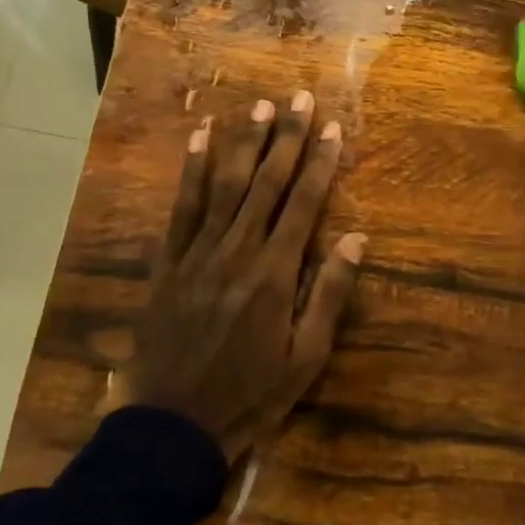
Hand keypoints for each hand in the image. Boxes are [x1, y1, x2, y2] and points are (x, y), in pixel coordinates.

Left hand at [132, 93, 363, 461]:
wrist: (172, 427)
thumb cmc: (250, 395)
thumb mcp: (306, 358)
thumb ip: (330, 294)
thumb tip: (357, 238)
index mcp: (275, 273)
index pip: (303, 203)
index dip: (320, 161)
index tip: (332, 127)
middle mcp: (237, 251)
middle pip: (266, 183)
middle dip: (286, 137)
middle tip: (299, 97)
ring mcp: (197, 253)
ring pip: (224, 185)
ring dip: (244, 143)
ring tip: (260, 106)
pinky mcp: (168, 262)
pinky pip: (180, 207)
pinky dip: (189, 170)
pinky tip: (198, 138)